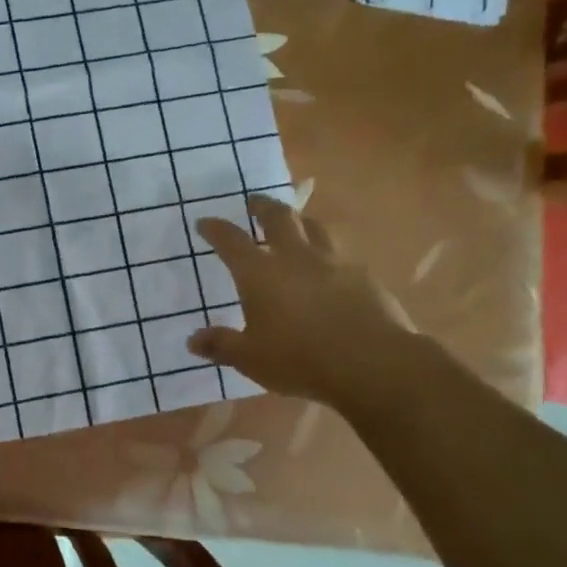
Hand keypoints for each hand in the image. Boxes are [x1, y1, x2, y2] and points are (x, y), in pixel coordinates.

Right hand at [188, 196, 420, 412]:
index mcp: (259, 273)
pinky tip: (329, 266)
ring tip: (294, 224)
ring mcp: (333, 262)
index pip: (231, 240)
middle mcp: (295, 257)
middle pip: (278, 217)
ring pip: (314, 226)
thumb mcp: (250, 359)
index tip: (205, 222)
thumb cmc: (300, 359)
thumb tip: (193, 340)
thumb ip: (221, 345)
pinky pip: (341, 252)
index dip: (215, 229)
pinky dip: (328, 251)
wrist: (373, 363)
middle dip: (262, 206)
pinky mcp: (363, 275)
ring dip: (299, 220)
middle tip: (253, 203)